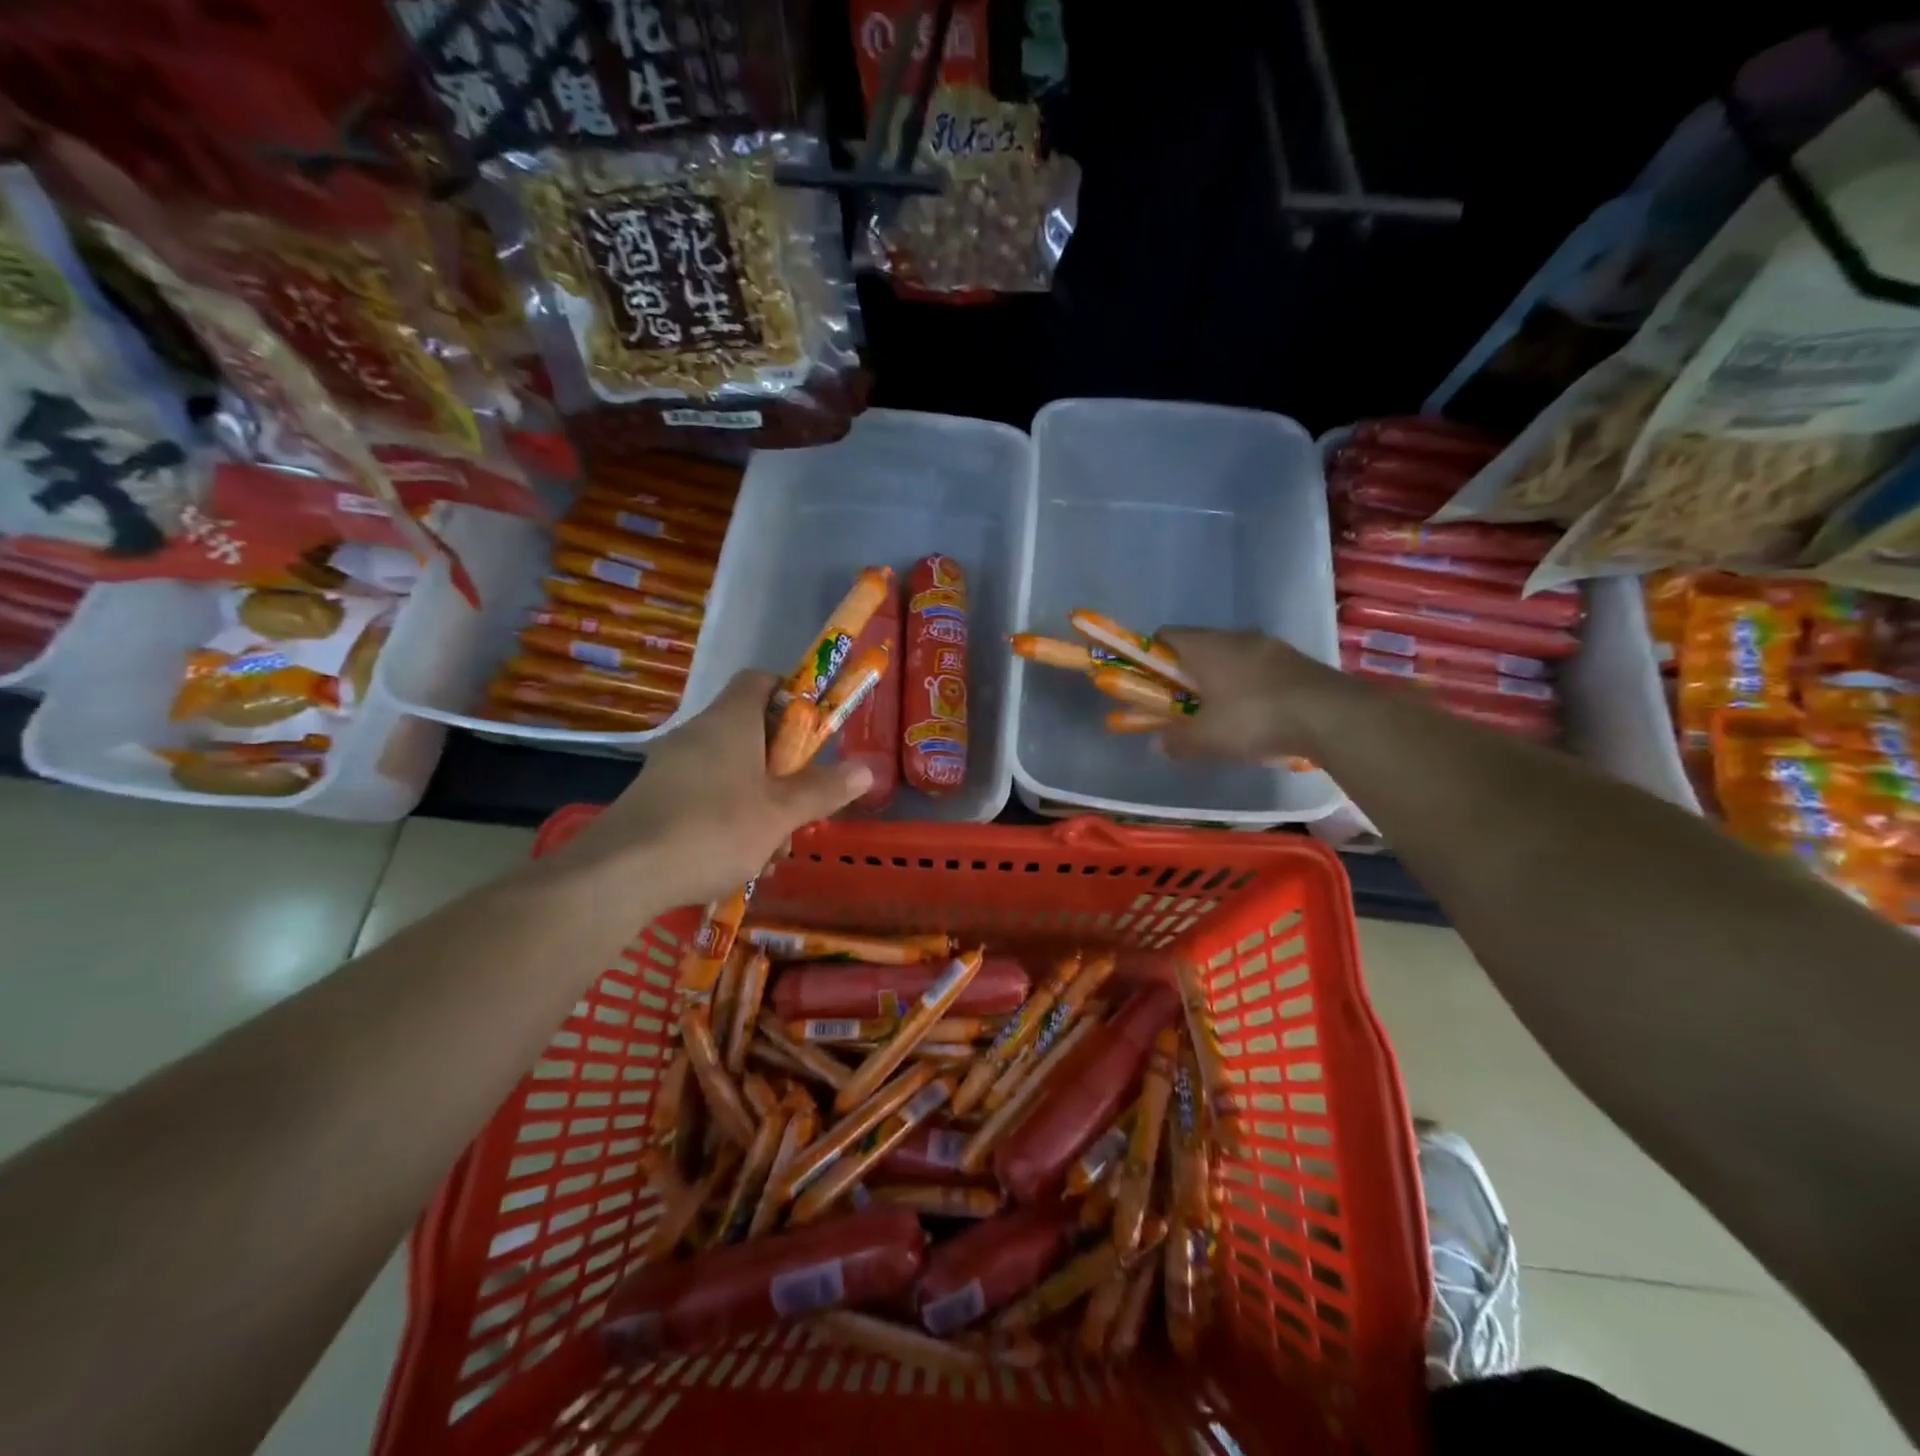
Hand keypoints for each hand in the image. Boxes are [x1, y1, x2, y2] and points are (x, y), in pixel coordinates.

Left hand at [551, 672, 871, 906]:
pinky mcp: (654, 800)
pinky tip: (739, 863)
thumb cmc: (713, 829)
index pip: (761, 680)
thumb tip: (867, 768)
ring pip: (730, 772)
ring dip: (760, 802)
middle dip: (784, 768)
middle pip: (751, 732)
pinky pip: (704, 796)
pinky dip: (728, 819)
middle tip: (803, 802)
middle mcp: (698, 734)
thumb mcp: (781, 813)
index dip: (792, 696)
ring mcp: (671, 767)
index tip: (815, 730)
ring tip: (773, 850)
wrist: (619, 874)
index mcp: (730, 721)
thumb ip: (823, 789)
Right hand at [1156, 628, 1355, 762]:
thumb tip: (1158, 744)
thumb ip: (1177, 740)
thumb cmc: (1254, 719)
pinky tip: (1256, 716)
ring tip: (1222, 715)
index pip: (1165, 635)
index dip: (1151, 657)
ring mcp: (1270, 646)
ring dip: (1220, 680)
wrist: (1332, 716)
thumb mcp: (1206, 739)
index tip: (1150, 685)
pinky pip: (1258, 668)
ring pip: (1231, 657)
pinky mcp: (1296, 661)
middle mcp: (1235, 636)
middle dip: (1186, 675)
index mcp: (1206, 646)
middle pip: (1198, 647)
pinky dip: (1248, 686)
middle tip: (1184, 706)